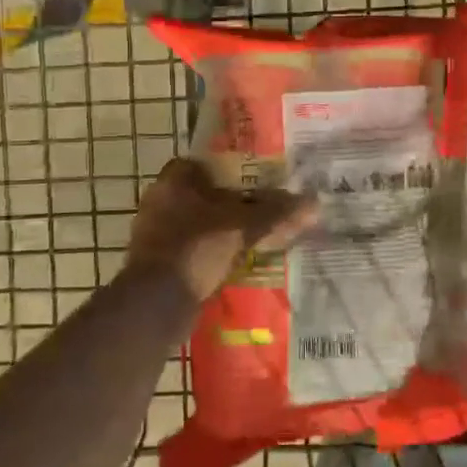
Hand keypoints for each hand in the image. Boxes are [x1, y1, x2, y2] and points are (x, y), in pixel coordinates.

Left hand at [125, 157, 316, 301]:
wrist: (157, 301)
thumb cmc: (198, 247)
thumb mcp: (244, 226)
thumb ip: (276, 213)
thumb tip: (314, 203)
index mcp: (173, 181)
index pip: (204, 164)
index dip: (231, 171)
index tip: (255, 182)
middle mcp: (158, 201)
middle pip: (202, 195)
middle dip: (229, 204)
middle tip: (260, 211)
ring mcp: (152, 234)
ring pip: (195, 224)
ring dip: (219, 231)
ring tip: (252, 238)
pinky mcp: (154, 263)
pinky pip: (189, 250)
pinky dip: (208, 254)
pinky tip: (232, 263)